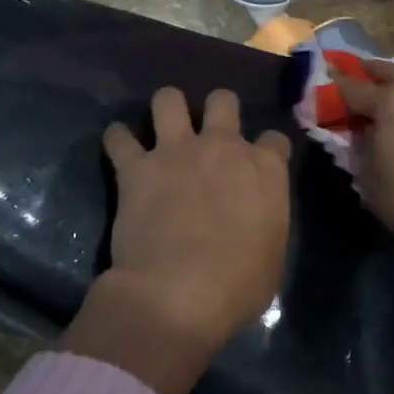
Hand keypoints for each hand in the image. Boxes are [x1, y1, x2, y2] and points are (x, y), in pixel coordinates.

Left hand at [64, 88, 291, 393]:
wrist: (179, 295)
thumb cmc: (238, 286)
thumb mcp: (272, 255)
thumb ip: (265, 222)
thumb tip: (255, 222)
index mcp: (265, 169)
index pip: (275, 140)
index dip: (268, 150)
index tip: (261, 165)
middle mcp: (223, 147)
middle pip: (223, 100)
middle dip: (218, 110)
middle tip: (210, 133)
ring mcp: (177, 152)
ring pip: (169, 99)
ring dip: (167, 108)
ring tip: (162, 125)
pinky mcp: (136, 168)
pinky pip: (118, 137)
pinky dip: (117, 140)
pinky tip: (119, 148)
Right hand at [336, 65, 393, 293]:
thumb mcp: (367, 177)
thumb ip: (358, 149)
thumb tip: (358, 135)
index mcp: (390, 101)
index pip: (353, 87)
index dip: (335, 85)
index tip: (324, 79)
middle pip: (389, 72)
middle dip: (370, 72)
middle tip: (356, 76)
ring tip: (383, 97)